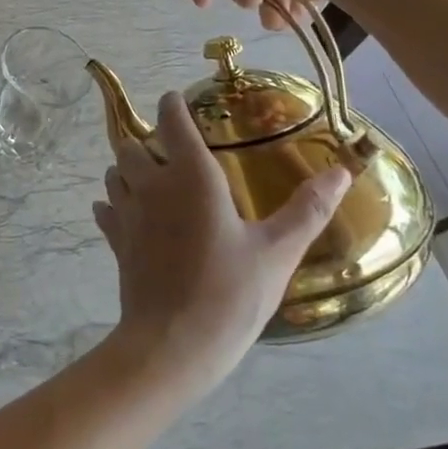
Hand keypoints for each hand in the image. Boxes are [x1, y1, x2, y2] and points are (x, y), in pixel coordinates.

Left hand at [92, 93, 351, 391]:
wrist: (172, 345)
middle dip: (147, 141)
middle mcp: (152, 184)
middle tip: (171, 153)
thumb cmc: (229, 293)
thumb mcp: (277, 252)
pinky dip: (112, 203)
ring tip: (151, 180)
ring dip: (127, 170)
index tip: (178, 103)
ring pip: (114, 173)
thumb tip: (342, 171)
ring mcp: (128, 212)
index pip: (171, 120)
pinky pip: (105, 209)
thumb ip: (308, 209)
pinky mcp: (116, 242)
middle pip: (133, 144)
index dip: (173, 106)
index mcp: (191, 175)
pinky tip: (127, 214)